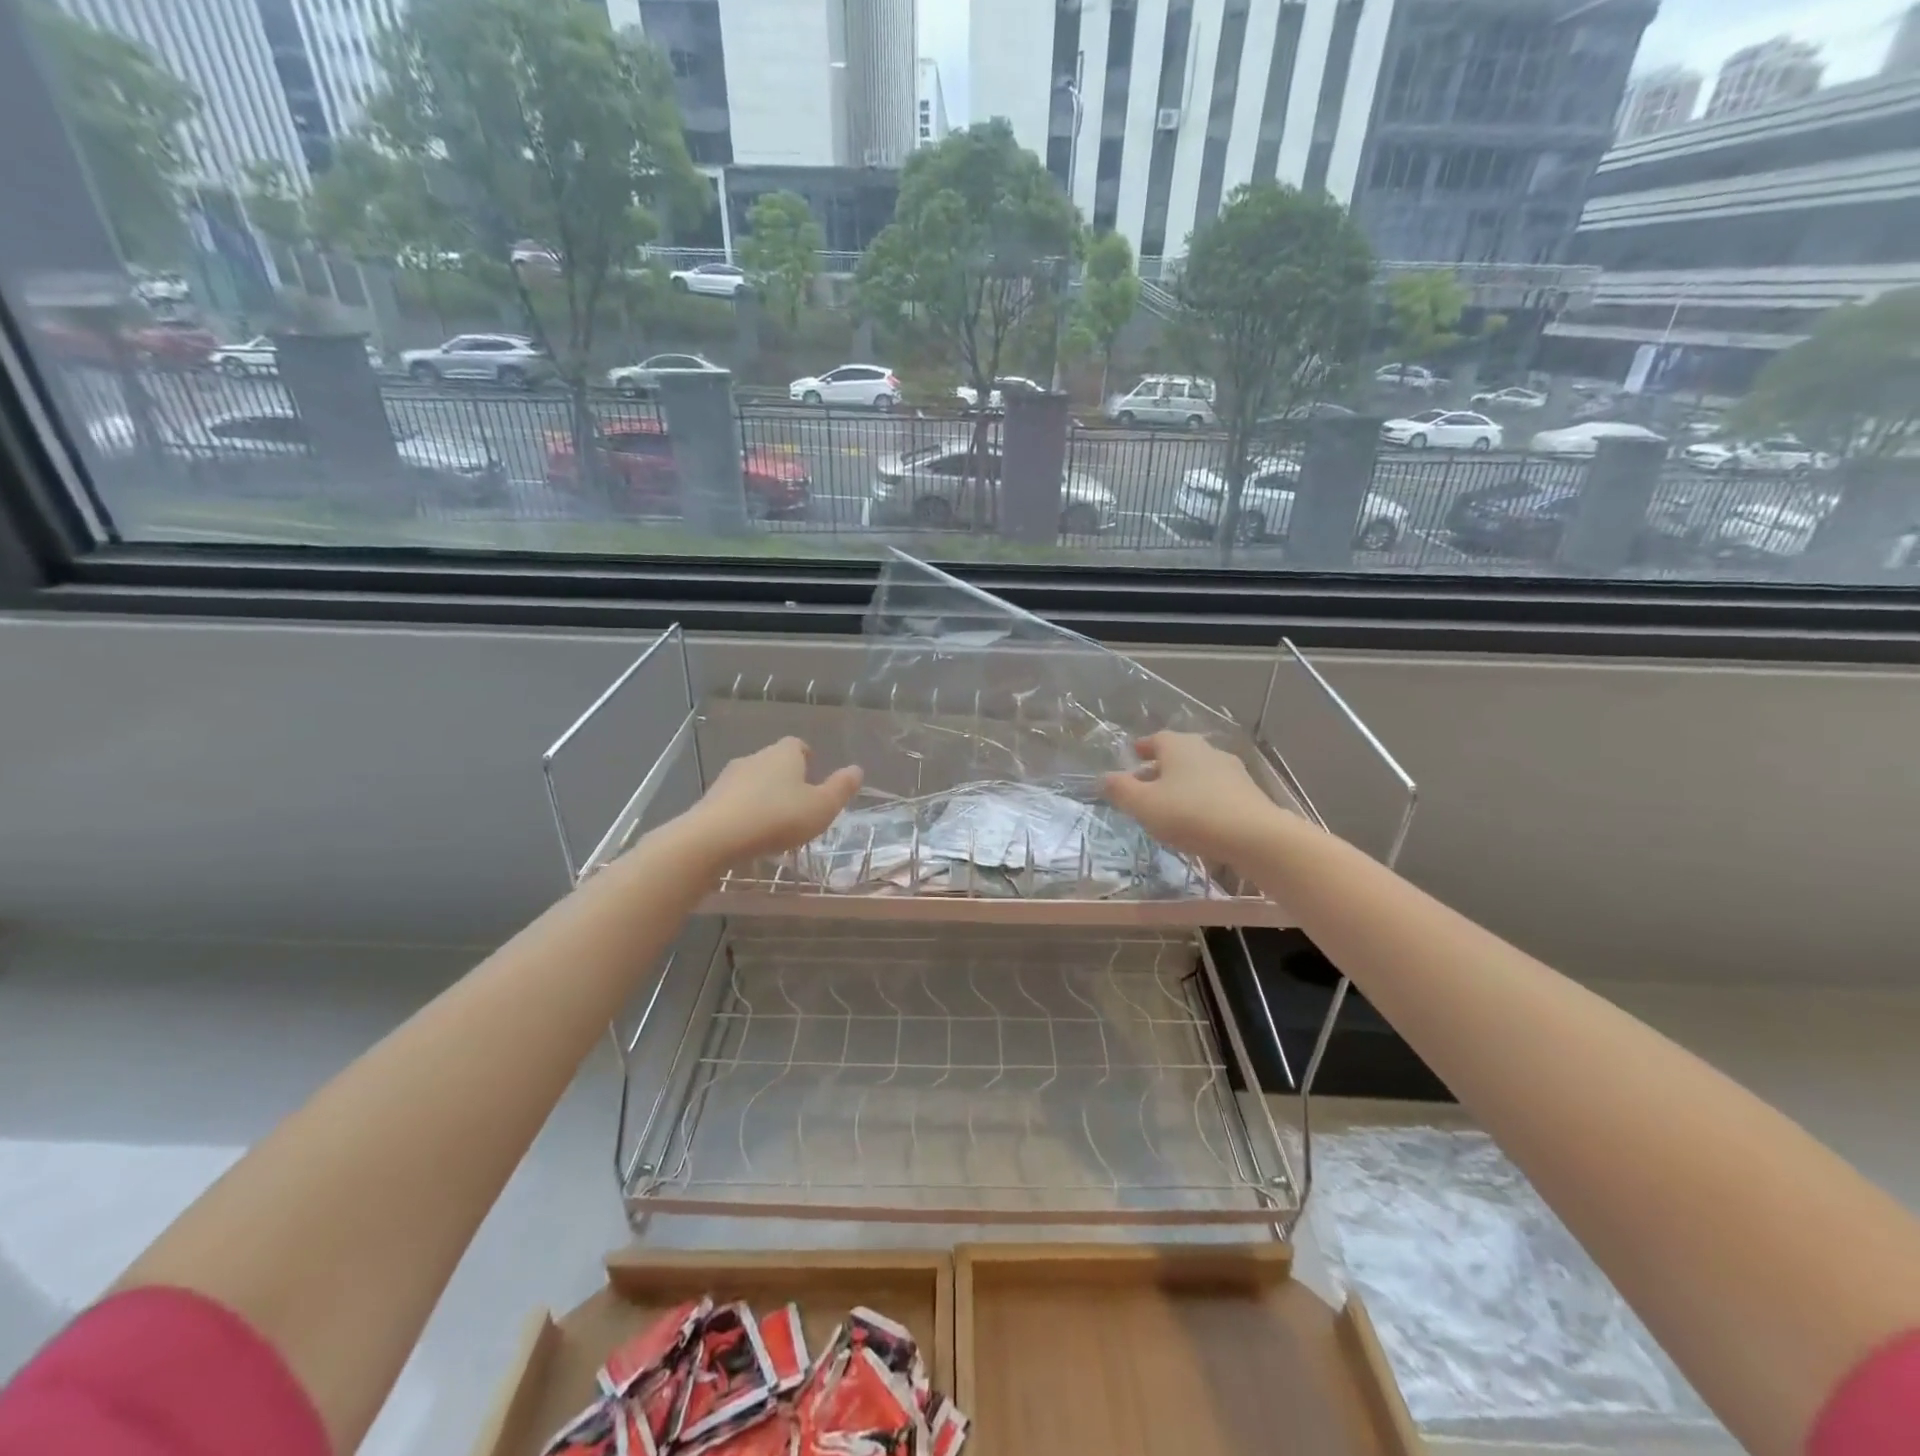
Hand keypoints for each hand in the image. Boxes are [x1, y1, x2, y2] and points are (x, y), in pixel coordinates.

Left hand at [682, 737, 862, 865]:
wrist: (716, 836)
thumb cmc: (778, 817)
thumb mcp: (821, 807)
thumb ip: (840, 788)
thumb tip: (857, 769)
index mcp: (784, 754)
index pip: (798, 745)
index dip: (807, 757)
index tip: (813, 773)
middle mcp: (755, 757)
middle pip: (774, 762)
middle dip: (786, 778)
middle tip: (798, 802)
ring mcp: (729, 777)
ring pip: (753, 781)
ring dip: (763, 795)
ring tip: (775, 821)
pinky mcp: (711, 799)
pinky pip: (735, 800)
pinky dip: (745, 810)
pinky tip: (751, 832)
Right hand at [1102, 732, 1284, 863]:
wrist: (1254, 836)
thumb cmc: (1190, 814)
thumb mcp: (1143, 805)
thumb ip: (1121, 790)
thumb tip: (1104, 777)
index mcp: (1178, 746)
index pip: (1155, 739)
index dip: (1142, 748)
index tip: (1132, 757)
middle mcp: (1205, 750)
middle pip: (1178, 755)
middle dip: (1160, 768)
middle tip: (1146, 785)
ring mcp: (1231, 770)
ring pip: (1198, 773)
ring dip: (1183, 784)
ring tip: (1169, 806)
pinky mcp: (1248, 792)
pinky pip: (1216, 790)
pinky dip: (1202, 798)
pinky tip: (1197, 819)